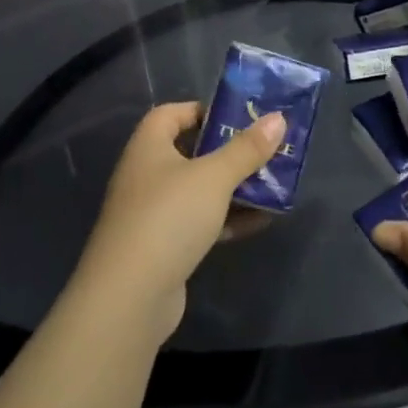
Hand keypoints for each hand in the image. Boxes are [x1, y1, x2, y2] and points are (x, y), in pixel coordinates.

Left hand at [75, 102, 284, 340]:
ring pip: (198, 190)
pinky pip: (200, 222)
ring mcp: (152, 214)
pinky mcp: (163, 247)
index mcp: (148, 148)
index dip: (202, 110)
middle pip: (190, 152)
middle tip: (264, 149)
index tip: (238, 116)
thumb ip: (247, 148)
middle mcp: (146, 176)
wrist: (128, 298)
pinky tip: (261, 221)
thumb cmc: (169, 218)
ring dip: (233, 187)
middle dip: (228, 151)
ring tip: (272, 183)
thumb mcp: (214, 177)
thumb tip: (278, 118)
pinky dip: (227, 219)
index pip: (171, 114)